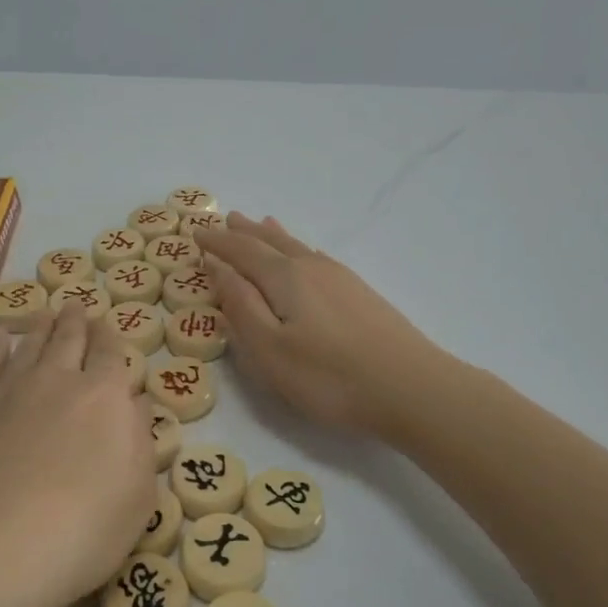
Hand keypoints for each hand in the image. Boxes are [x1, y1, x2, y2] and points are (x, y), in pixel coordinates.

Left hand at [0, 304, 152, 606]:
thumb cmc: (84, 529)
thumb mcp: (139, 493)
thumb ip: (140, 439)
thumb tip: (135, 402)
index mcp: (106, 396)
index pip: (111, 352)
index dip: (110, 336)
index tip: (107, 325)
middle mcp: (59, 379)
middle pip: (70, 337)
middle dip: (77, 320)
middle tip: (76, 305)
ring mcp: (11, 388)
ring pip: (30, 342)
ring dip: (41, 324)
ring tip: (46, 312)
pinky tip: (2, 337)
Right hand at [197, 214, 444, 437]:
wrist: (411, 387)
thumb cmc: (329, 376)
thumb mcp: (269, 349)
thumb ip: (240, 306)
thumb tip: (218, 267)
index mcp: (284, 278)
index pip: (242, 251)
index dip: (217, 242)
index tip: (196, 233)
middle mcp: (312, 267)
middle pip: (271, 242)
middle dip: (245, 232)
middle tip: (227, 219)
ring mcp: (341, 278)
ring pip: (297, 247)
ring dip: (273, 236)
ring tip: (262, 222)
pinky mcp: (361, 294)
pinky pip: (317, 258)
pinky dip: (299, 250)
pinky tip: (307, 255)